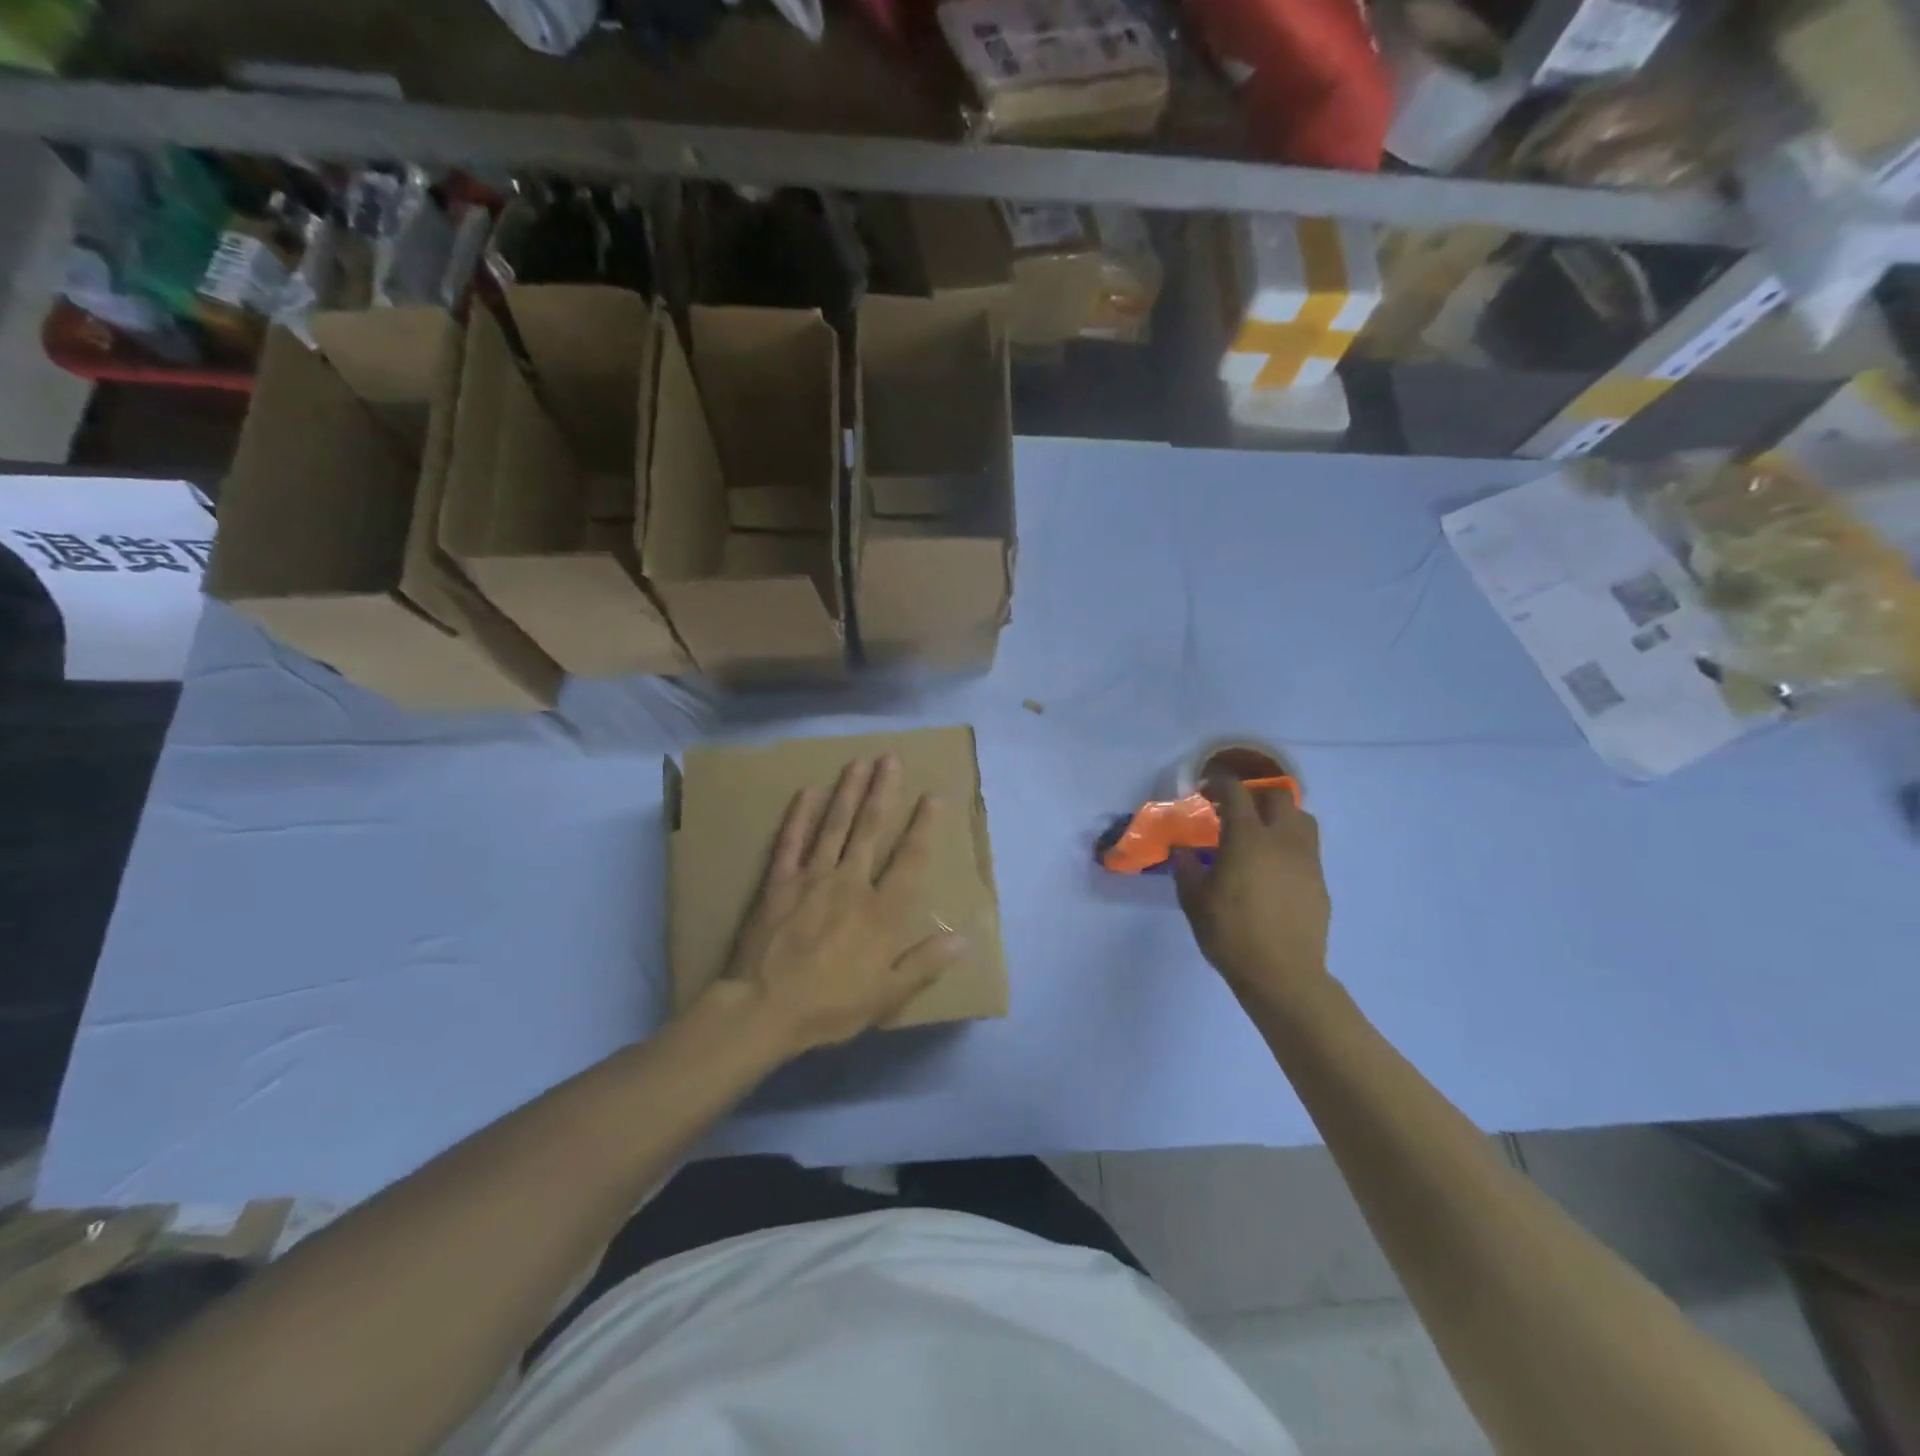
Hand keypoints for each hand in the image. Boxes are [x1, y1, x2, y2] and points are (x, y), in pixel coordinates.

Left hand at [720, 754, 965, 1055]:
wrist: (764, 1009)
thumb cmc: (830, 1006)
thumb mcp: (887, 995)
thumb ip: (925, 963)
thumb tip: (964, 939)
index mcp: (881, 911)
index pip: (909, 859)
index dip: (924, 826)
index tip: (933, 796)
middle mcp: (850, 883)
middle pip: (871, 829)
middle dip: (883, 792)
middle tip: (891, 758)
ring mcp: (811, 878)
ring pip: (834, 826)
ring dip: (847, 792)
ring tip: (858, 762)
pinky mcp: (778, 882)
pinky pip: (791, 841)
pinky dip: (799, 815)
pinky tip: (807, 791)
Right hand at [1173, 779, 1330, 1000]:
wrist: (1283, 975)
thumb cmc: (1231, 934)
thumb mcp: (1194, 900)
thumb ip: (1186, 868)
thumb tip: (1182, 849)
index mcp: (1248, 838)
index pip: (1237, 792)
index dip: (1220, 783)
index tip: (1206, 789)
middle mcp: (1282, 840)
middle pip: (1277, 797)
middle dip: (1255, 795)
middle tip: (1235, 811)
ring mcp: (1307, 860)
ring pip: (1301, 819)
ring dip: (1280, 817)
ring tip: (1260, 835)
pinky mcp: (1320, 882)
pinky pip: (1307, 849)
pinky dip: (1290, 846)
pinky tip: (1273, 870)